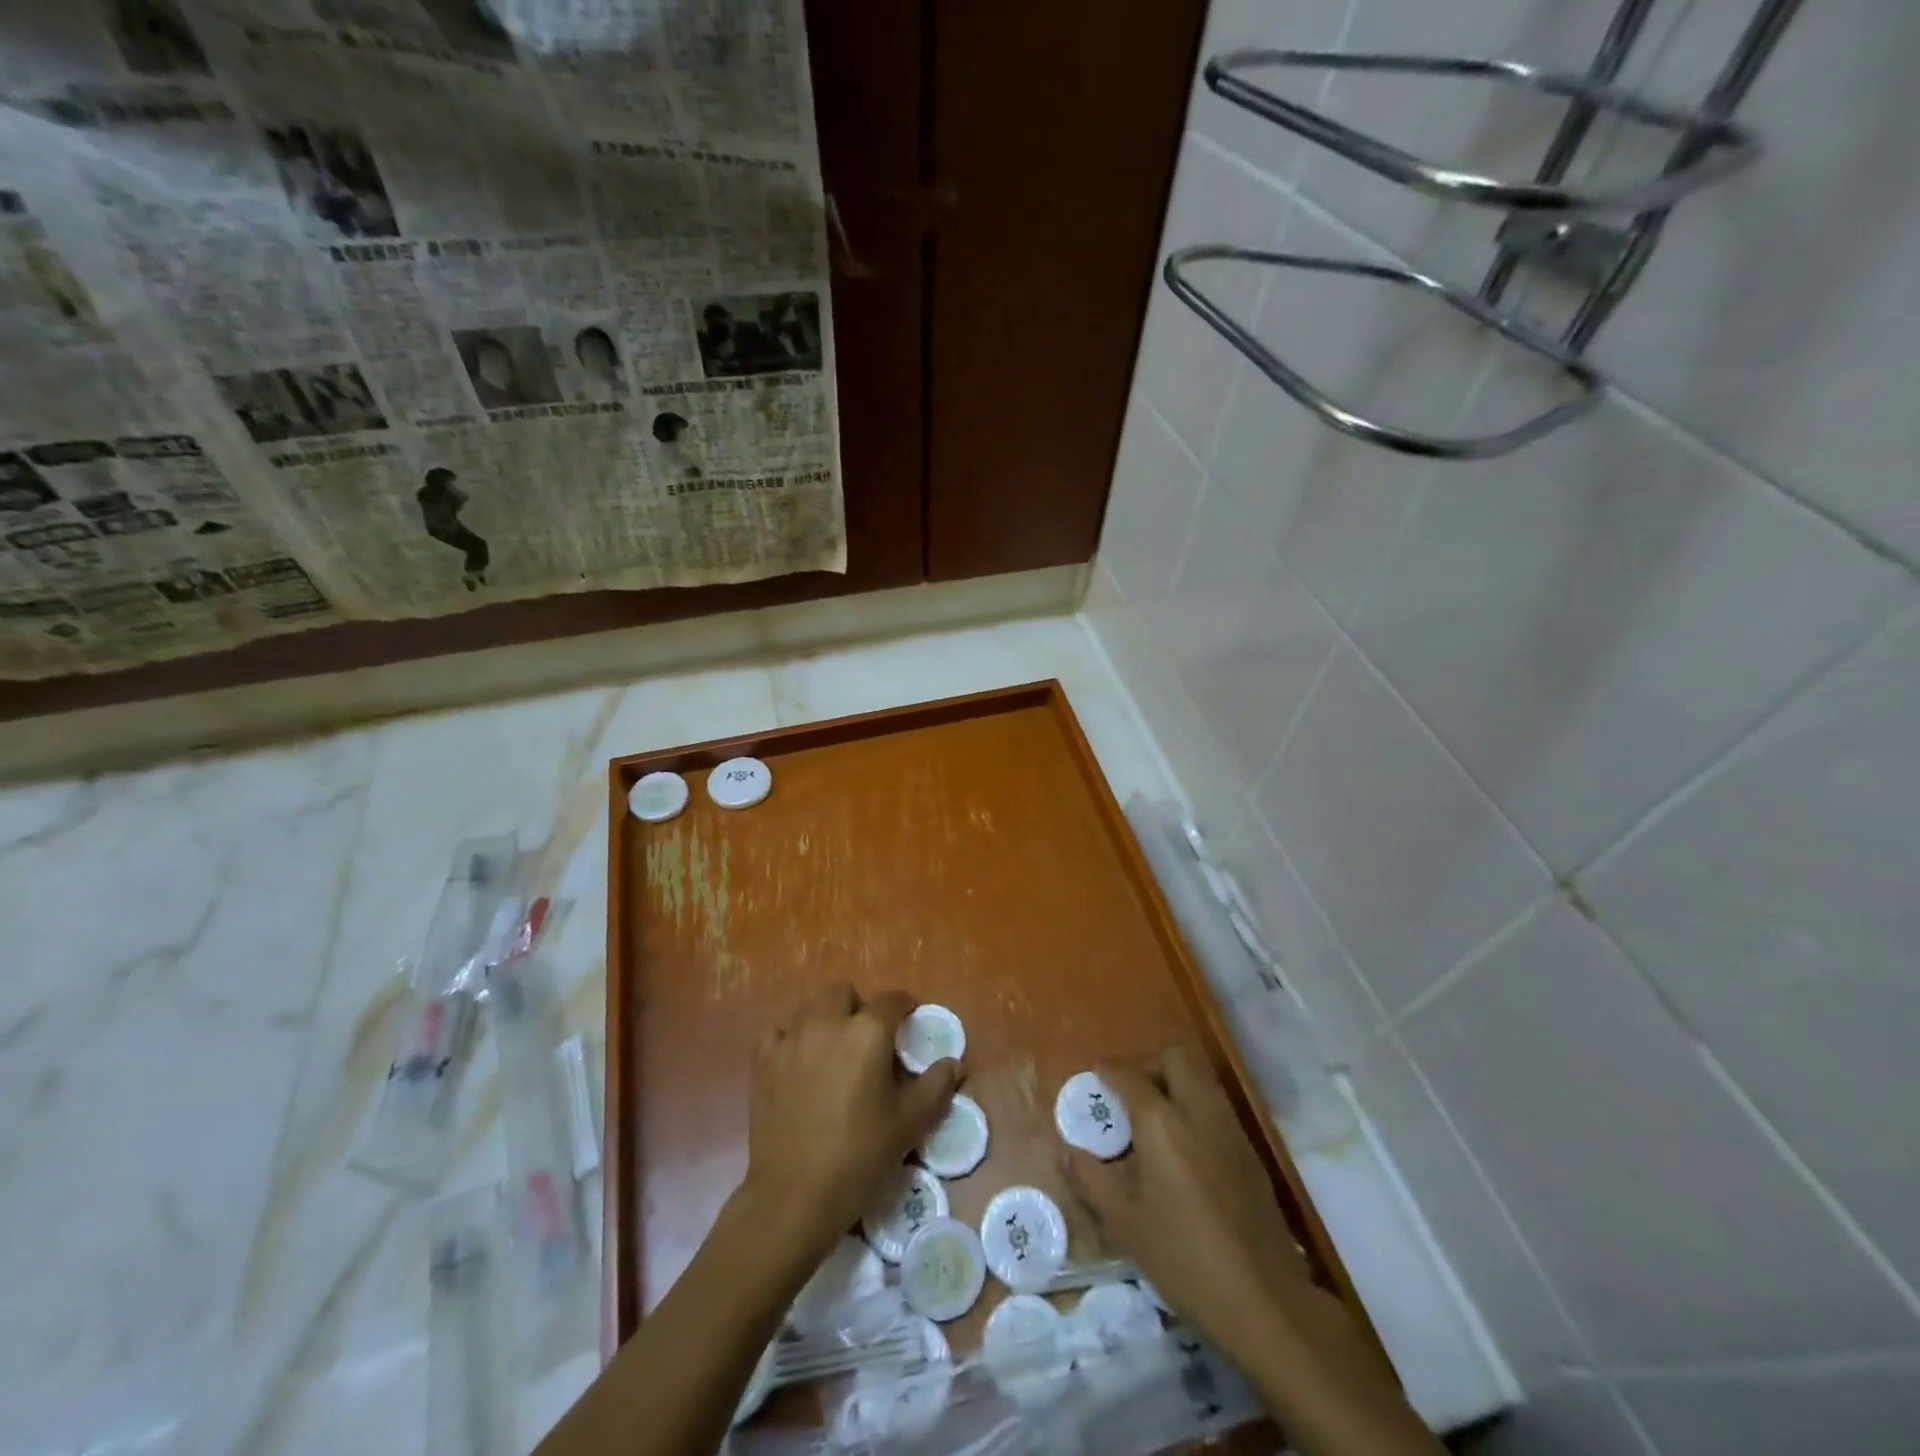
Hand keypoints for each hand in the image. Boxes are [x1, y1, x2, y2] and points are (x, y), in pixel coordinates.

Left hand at [742, 983, 960, 1262]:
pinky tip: (799, 1059)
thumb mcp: (909, 1124)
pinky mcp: (763, 1060)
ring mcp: (790, 1039)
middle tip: (868, 1038)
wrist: (795, 1196)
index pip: (891, 1000)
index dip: (904, 1006)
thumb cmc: (859, 1156)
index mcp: (867, 1033)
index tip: (909, 1021)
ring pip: (810, 1005)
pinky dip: (791, 1036)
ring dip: (826, 1016)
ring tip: (834, 1047)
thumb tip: (953, 1063)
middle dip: (859, 1006)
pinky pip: (778, 1030)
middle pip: (843, 991)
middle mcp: (827, 1023)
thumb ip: (935, 1086)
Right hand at [1060, 1045, 1311, 1354]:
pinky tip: (1187, 1149)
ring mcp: (1231, 1130)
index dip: (1110, 1070)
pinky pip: (1218, 1108)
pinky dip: (1197, 1109)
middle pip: (1177, 1058)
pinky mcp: (1252, 1154)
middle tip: (1132, 1095)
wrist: (1264, 1301)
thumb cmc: (1184, 1259)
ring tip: (1157, 1121)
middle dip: (1151, 1065)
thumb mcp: (1125, 1224)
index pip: (1131, 1077)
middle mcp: (1199, 1112)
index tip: (1096, 1072)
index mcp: (1162, 1123)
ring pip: (1203, 1079)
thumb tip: (1067, 1152)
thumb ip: (1091, 1181)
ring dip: (1177, 1083)